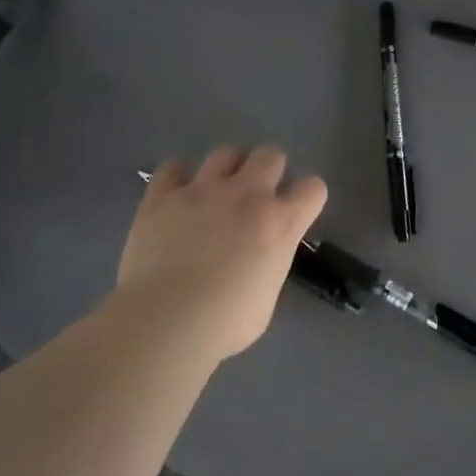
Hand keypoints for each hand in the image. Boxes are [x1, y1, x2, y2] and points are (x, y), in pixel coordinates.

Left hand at [116, 147, 327, 361]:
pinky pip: (173, 166)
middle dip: (269, 169)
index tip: (296, 211)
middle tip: (257, 194)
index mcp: (280, 223)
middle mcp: (246, 195)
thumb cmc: (226, 322)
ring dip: (228, 167)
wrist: (166, 321)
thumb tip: (258, 260)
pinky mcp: (162, 195)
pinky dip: (178, 176)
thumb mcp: (267, 297)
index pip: (313, 188)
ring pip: (225, 152)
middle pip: (270, 155)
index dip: (307, 197)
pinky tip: (177, 194)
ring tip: (218, 189)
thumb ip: (269, 265)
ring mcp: (202, 190)